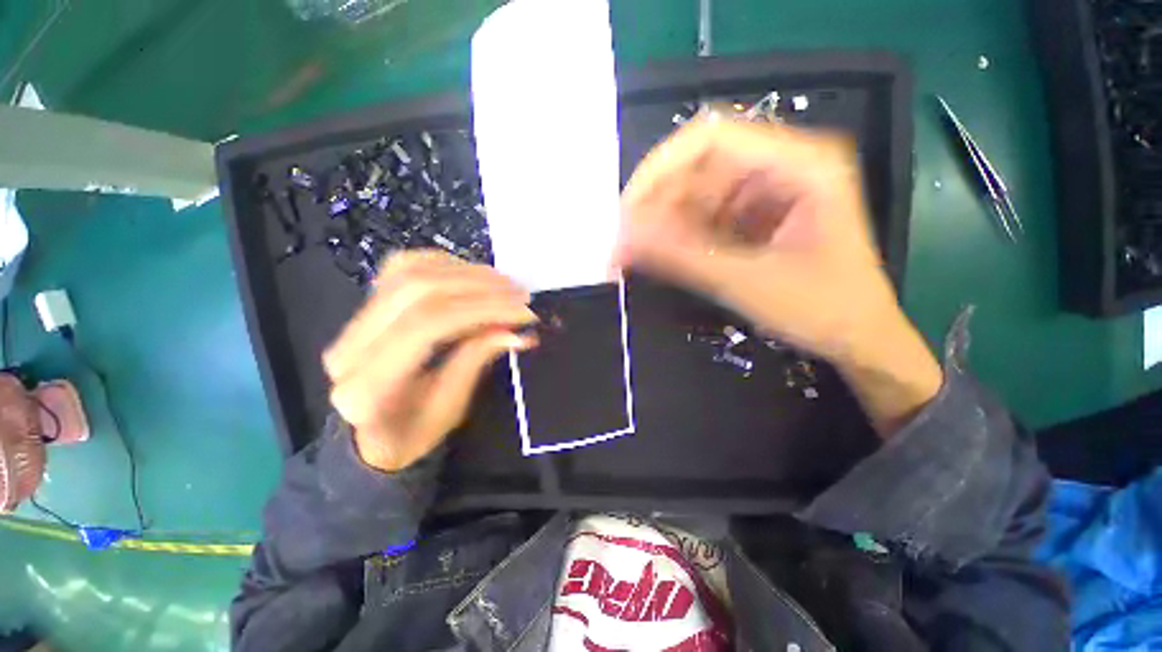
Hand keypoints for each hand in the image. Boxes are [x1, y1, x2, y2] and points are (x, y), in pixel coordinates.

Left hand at [324, 251, 537, 470]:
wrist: (368, 436)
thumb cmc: (412, 433)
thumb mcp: (451, 408)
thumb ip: (476, 360)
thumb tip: (518, 331)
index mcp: (368, 388)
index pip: (428, 325)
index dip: (483, 309)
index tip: (524, 311)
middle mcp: (350, 347)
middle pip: (418, 290)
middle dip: (479, 286)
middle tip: (520, 292)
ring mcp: (351, 323)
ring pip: (409, 272)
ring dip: (465, 272)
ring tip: (505, 282)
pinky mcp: (363, 309)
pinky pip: (401, 268)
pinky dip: (443, 264)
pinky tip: (472, 274)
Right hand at [617, 118, 941, 435]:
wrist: (860, 339)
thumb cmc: (823, 311)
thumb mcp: (747, 284)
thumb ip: (682, 257)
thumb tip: (624, 239)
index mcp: (800, 163)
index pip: (709, 139)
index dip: (658, 171)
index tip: (626, 215)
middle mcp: (782, 164)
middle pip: (697, 166)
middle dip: (655, 206)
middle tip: (625, 246)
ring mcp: (768, 189)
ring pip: (696, 192)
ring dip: (662, 223)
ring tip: (637, 258)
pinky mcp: (756, 214)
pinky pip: (705, 214)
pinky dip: (679, 235)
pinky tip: (663, 258)